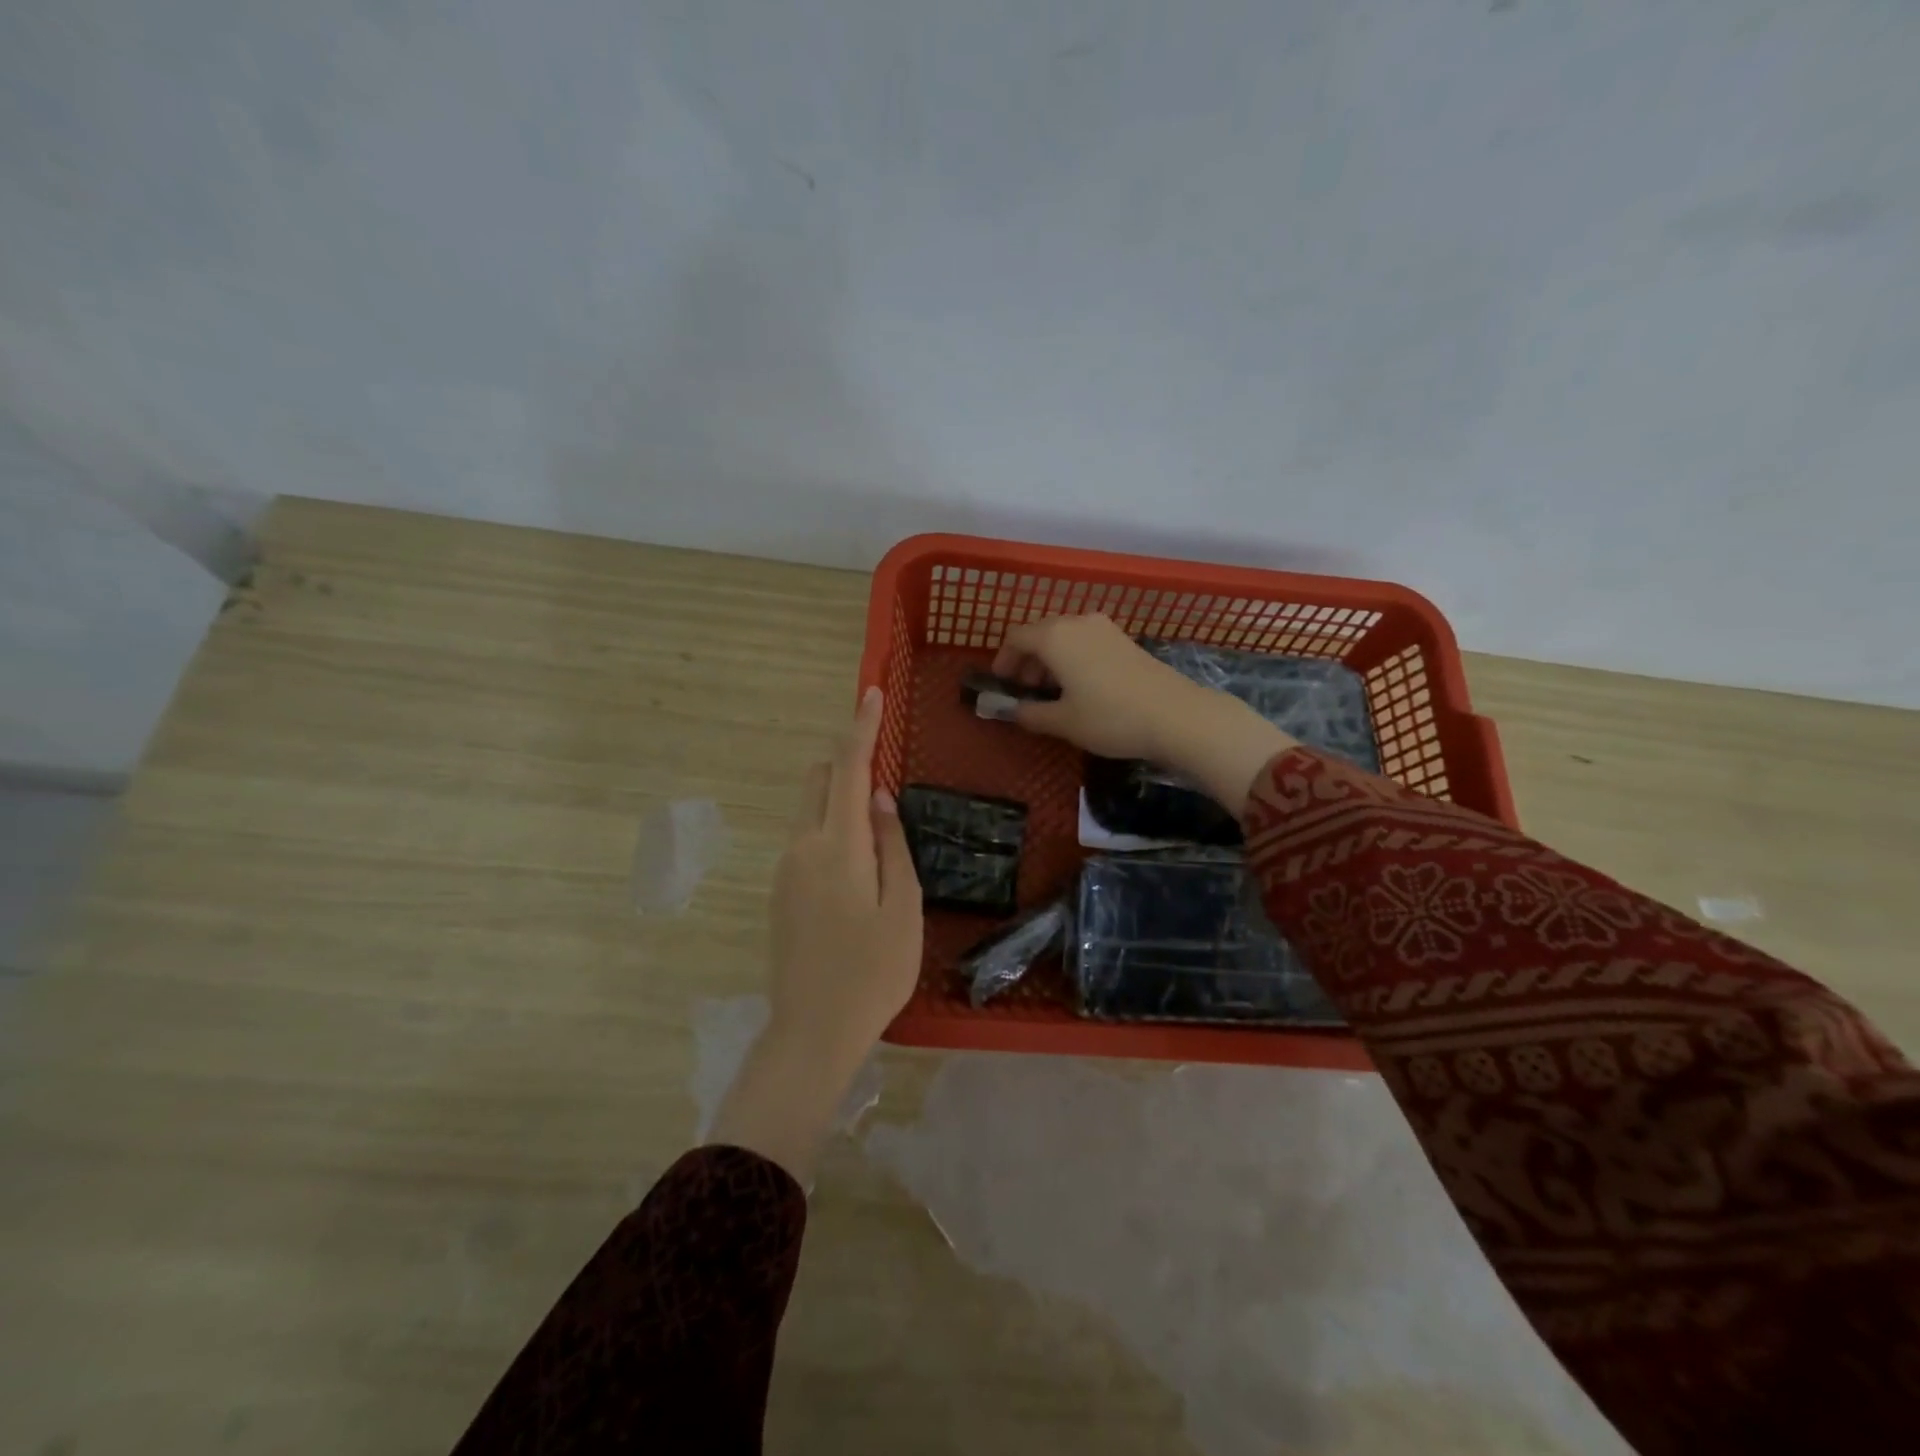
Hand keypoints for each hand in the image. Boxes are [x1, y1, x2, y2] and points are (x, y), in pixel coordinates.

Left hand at [768, 685, 922, 1065]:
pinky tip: (857, 864)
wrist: (811, 1031)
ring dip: (839, 796)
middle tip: (883, 768)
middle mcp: (802, 847)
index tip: (871, 693)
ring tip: (879, 824)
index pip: (849, 770)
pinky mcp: (779, 891)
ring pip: (810, 809)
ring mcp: (785, 869)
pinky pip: (806, 838)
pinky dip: (830, 826)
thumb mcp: (903, 908)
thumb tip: (881, 799)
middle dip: (847, 760)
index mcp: (837, 847)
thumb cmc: (872, 972)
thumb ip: (892, 846)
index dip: (861, 728)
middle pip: (819, 781)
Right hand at [992, 613, 1206, 760]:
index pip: (1016, 637)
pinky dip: (1073, 658)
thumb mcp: (1063, 722)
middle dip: (1027, 660)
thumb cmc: (1110, 718)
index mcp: (1055, 637)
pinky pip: (1085, 642)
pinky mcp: (1124, 640)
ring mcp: (1105, 628)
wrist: (1175, 715)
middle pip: (1041, 633)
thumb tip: (1011, 711)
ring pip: (1065, 636)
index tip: (1001, 682)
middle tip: (1025, 690)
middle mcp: (1077, 622)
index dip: (1004, 659)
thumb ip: (1031, 714)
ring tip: (1051, 691)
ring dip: (1050, 659)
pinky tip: (1080, 686)